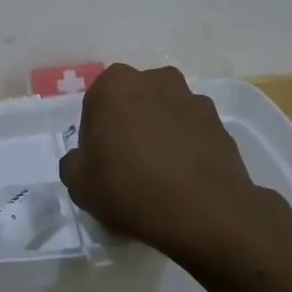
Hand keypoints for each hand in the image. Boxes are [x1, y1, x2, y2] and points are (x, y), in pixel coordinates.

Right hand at [58, 64, 275, 261]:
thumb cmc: (130, 189)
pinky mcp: (218, 121)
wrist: (204, 211)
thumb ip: (73, 163)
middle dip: (128, 125)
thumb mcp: (79, 185)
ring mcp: (191, 98)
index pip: (95, 104)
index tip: (101, 161)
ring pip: (164, 112)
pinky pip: (191, 130)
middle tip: (127, 164)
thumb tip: (85, 158)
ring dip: (158, 132)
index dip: (95, 134)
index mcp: (114, 85)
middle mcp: (154, 80)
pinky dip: (185, 145)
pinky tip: (183, 176)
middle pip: (132, 101)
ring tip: (159, 173)